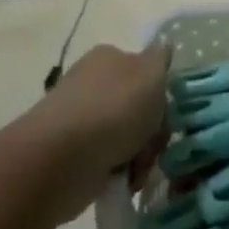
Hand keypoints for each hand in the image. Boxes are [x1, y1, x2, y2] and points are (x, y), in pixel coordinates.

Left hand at [21, 43, 169, 221]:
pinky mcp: (72, 155)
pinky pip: (108, 162)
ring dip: (139, 156)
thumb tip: (164, 47)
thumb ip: (161, 58)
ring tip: (136, 170)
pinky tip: (121, 182)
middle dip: (152, 132)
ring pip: (126, 137)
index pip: (144, 71)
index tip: (166, 114)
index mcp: (109, 57)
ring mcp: (81, 119)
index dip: (159, 94)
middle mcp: (93, 83)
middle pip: (138, 107)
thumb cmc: (114, 108)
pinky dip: (118, 173)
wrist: (63, 158)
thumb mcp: (152, 74)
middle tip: (154, 147)